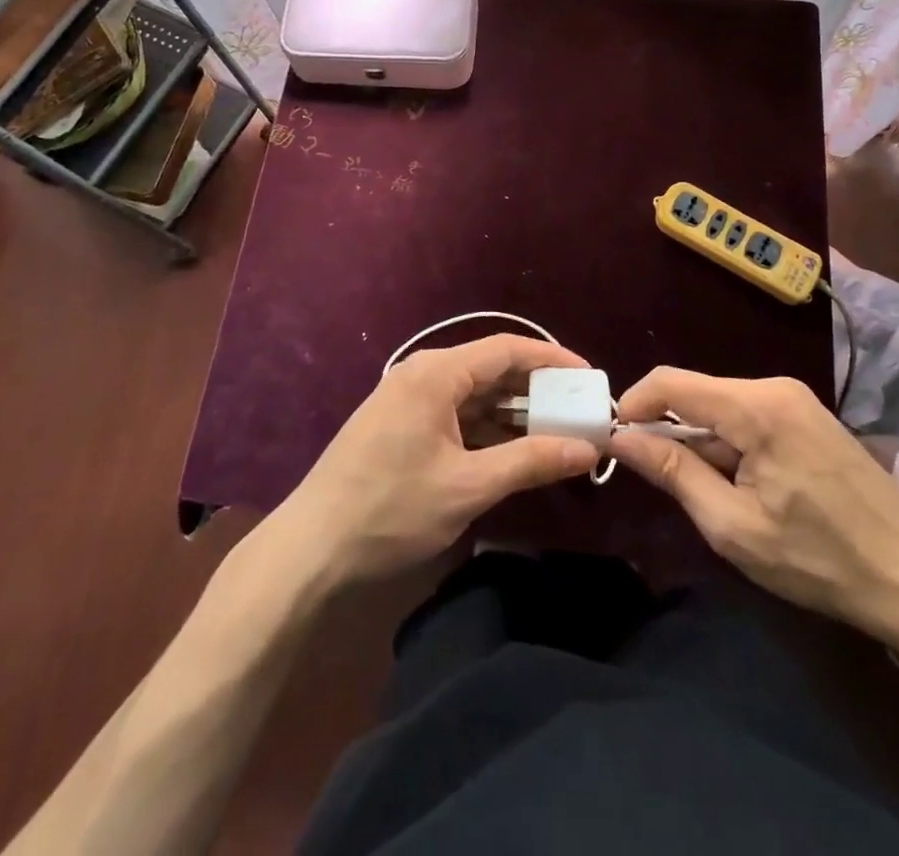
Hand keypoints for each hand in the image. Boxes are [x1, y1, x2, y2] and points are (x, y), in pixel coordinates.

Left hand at [272, 335, 599, 587]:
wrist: (310, 550)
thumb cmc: (391, 510)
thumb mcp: (468, 486)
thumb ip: (530, 461)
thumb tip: (586, 448)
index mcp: (436, 373)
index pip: (507, 349)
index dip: (552, 359)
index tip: (589, 378)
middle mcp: (422, 374)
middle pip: (491, 369)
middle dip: (536, 390)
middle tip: (578, 412)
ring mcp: (408, 399)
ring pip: (474, 394)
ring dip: (513, 413)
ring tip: (555, 434)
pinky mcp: (400, 425)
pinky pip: (455, 414)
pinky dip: (486, 429)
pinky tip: (512, 452)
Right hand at [610, 369, 898, 647]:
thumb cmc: (819, 559)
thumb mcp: (733, 525)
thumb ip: (672, 473)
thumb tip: (620, 439)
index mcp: (756, 406)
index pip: (671, 383)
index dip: (634, 406)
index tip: (615, 443)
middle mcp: (774, 387)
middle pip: (697, 394)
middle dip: (670, 432)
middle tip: (664, 485)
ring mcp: (797, 399)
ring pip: (722, 407)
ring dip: (702, 443)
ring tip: (714, 497)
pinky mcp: (809, 417)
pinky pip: (749, 417)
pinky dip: (730, 444)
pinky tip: (745, 487)